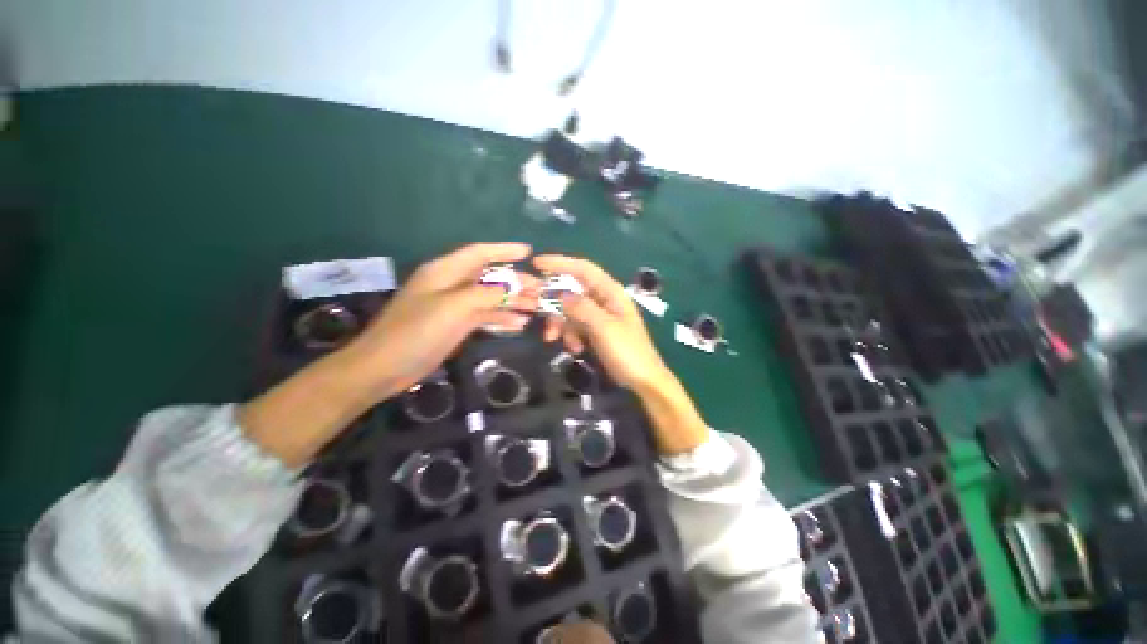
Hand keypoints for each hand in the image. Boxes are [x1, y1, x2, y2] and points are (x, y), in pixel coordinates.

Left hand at [350, 242, 538, 399]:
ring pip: (490, 297)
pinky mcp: (456, 325)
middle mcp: (451, 284)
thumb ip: (487, 293)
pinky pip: (484, 315)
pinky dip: (501, 317)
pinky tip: (519, 323)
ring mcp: (454, 306)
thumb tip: (515, 286)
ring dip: (512, 301)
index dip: (505, 250)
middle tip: (541, 290)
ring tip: (536, 307)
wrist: (384, 367)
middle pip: (489, 276)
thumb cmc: (416, 331)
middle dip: (516, 281)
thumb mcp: (454, 307)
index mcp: (445, 271)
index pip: (480, 253)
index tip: (529, 252)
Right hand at [533, 254, 670, 393]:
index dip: (560, 263)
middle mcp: (603, 300)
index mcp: (610, 292)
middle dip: (553, 302)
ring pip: (570, 311)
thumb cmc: (628, 351)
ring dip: (560, 324)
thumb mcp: (604, 328)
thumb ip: (582, 308)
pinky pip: (575, 326)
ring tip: (554, 339)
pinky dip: (569, 335)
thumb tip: (561, 295)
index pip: (583, 269)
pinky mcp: (595, 331)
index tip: (536, 263)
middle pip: (571, 291)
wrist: (642, 380)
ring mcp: (598, 316)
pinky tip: (574, 349)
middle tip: (534, 309)